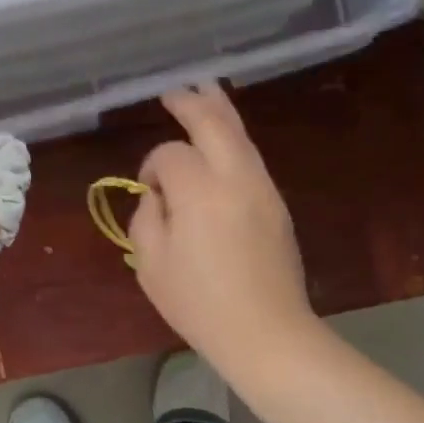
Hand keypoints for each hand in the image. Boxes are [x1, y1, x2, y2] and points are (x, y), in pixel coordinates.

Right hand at [130, 84, 315, 373]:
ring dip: (220, 111)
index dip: (152, 167)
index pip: (170, 155)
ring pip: (241, 135)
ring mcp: (263, 188)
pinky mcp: (277, 204)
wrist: (265, 331)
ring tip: (204, 93)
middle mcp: (236, 178)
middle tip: (174, 91)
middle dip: (192, 103)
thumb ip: (146, 219)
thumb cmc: (199, 304)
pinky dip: (234, 139)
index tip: (146, 192)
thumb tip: (156, 196)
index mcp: (199, 192)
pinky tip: (224, 140)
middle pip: (215, 123)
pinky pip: (252, 157)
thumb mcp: (151, 265)